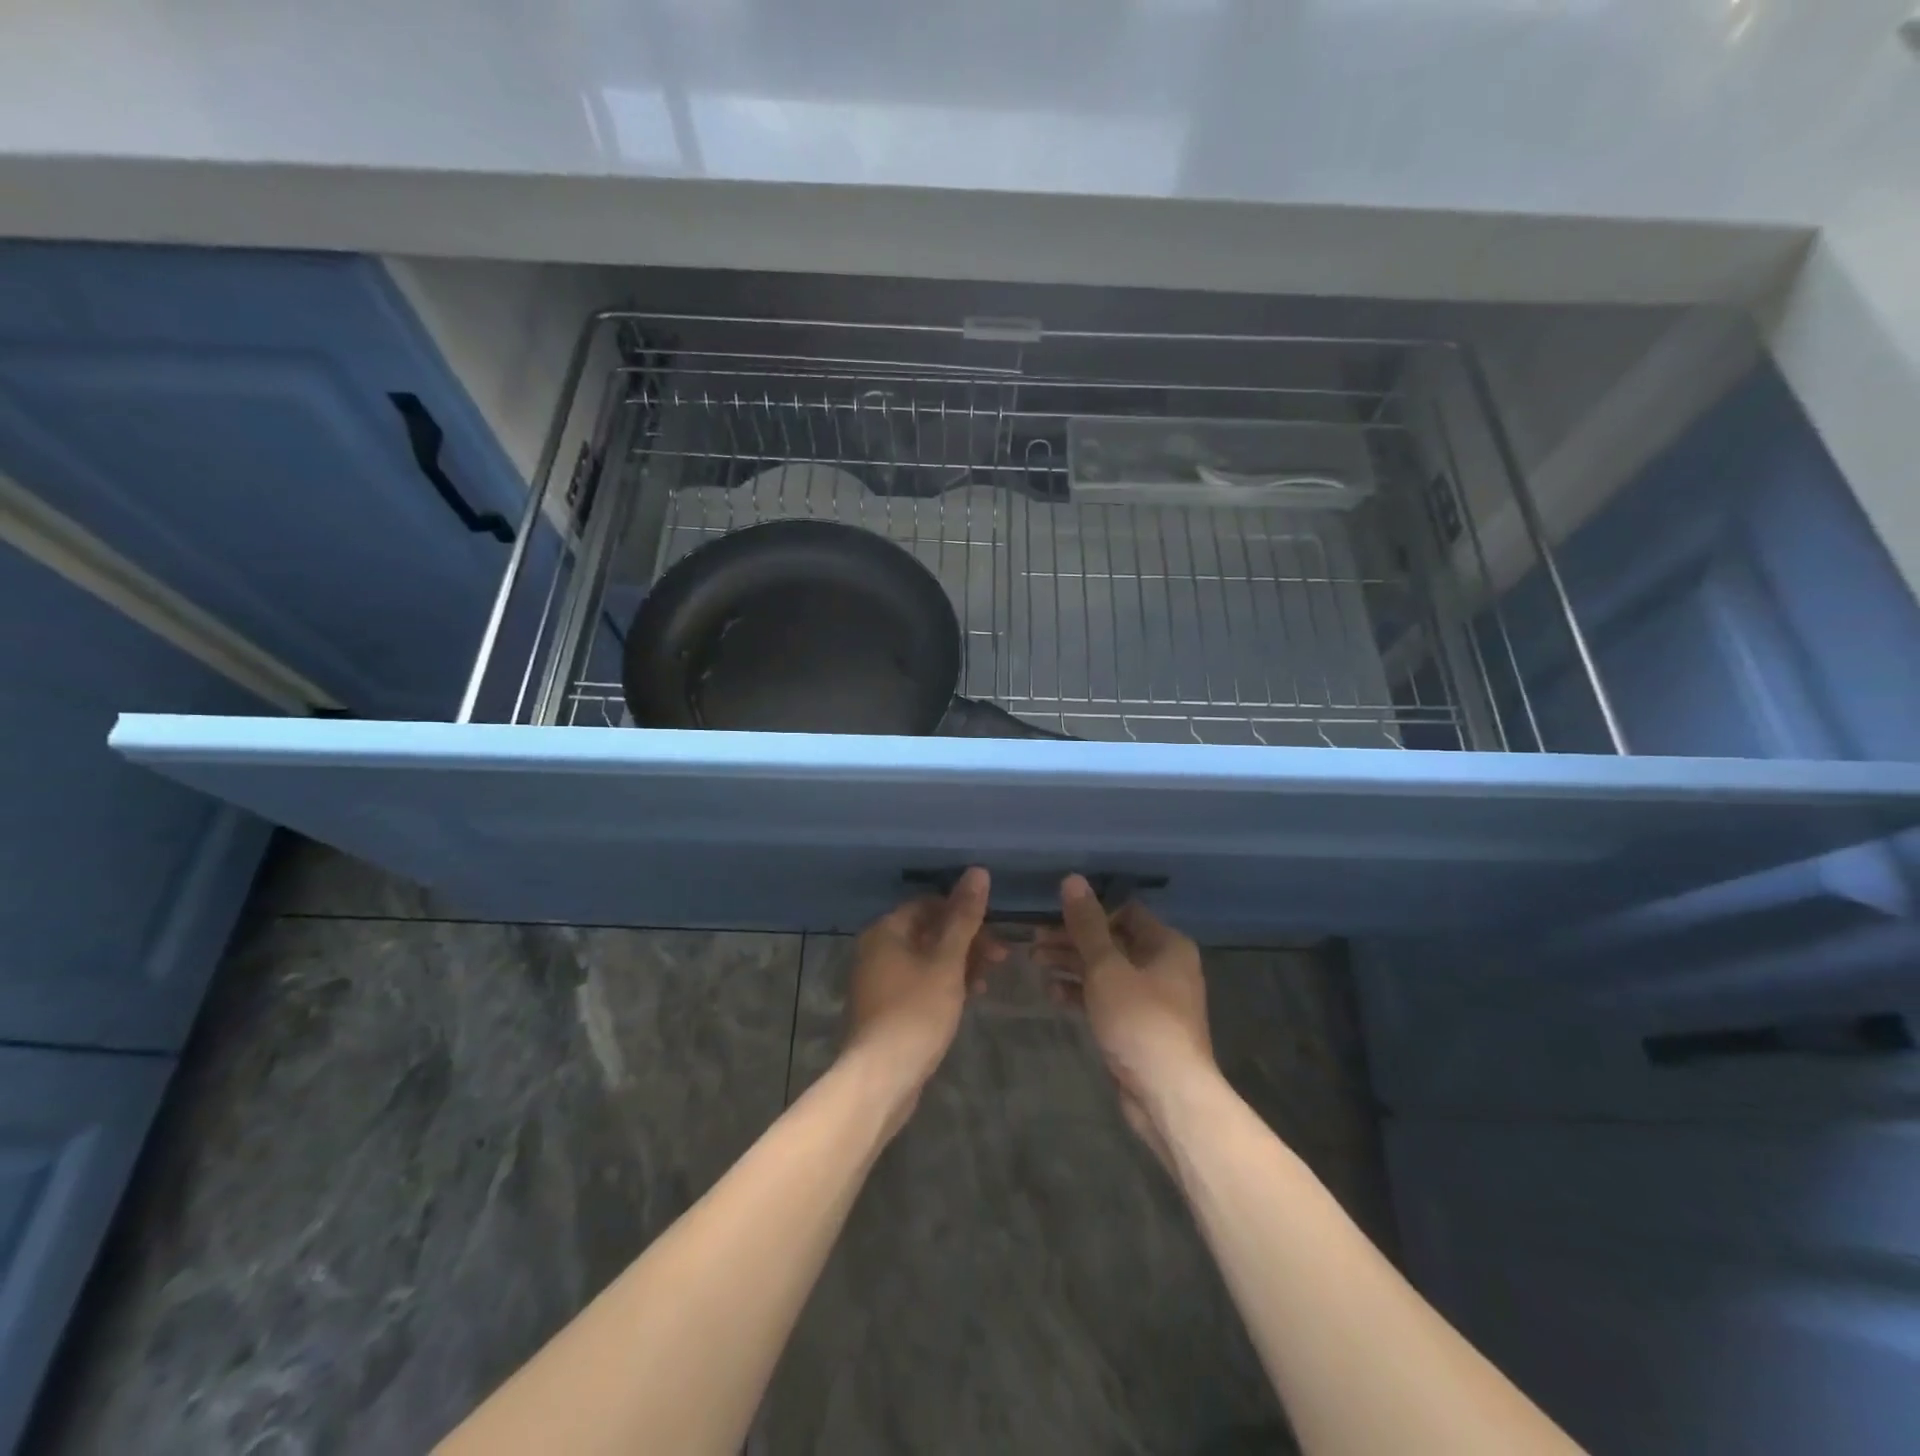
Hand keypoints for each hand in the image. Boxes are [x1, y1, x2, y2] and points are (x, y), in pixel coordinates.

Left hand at [842, 867, 1002, 1134]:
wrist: (881, 1077)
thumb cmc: (916, 1011)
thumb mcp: (947, 961)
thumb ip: (964, 917)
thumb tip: (978, 871)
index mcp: (886, 931)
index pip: (930, 904)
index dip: (965, 913)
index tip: (995, 932)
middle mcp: (877, 949)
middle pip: (929, 931)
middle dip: (967, 941)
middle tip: (1002, 957)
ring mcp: (879, 980)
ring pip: (927, 959)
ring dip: (960, 964)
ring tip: (987, 982)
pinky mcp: (886, 1008)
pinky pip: (920, 983)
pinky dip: (944, 984)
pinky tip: (968, 998)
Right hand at [1034, 875, 1211, 1164]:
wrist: (1167, 1094)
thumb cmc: (1139, 1020)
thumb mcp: (1106, 967)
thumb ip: (1087, 925)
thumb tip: (1072, 880)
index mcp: (1166, 944)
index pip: (1124, 911)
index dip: (1089, 911)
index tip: (1053, 913)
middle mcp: (1163, 966)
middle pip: (1112, 941)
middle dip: (1072, 939)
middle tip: (1034, 940)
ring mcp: (1151, 998)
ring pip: (1105, 970)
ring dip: (1071, 965)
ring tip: (1035, 961)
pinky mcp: (1137, 1026)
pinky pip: (1106, 998)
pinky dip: (1081, 993)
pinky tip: (1052, 993)